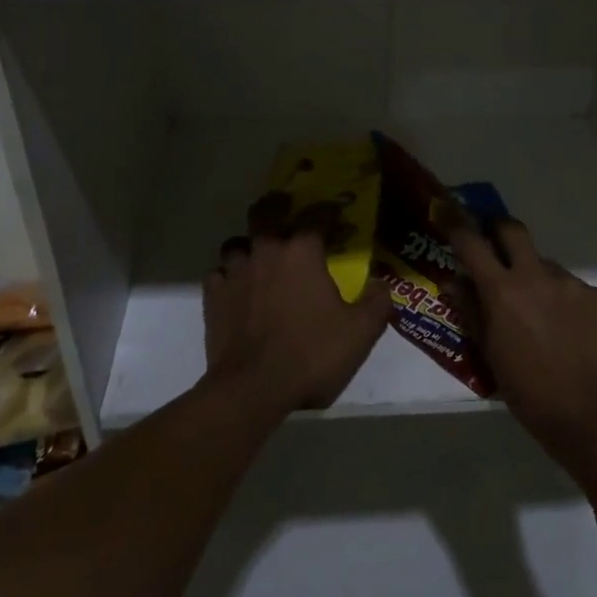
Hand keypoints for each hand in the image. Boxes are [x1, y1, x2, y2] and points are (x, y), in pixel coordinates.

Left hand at [202, 227, 391, 414]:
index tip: (335, 213)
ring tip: (258, 256)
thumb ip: (377, 302)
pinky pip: (218, 274)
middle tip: (286, 209)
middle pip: (265, 213)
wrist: (252, 390)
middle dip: (277, 206)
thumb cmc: (311, 354)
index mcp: (302, 253)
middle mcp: (266, 252)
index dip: (327, 210)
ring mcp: (235, 273)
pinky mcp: (213, 297)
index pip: (316, 215)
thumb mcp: (360, 333)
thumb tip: (383, 283)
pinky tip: (237, 289)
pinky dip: (228, 276)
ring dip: (249, 245)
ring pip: (237, 243)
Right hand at [447, 218, 596, 455]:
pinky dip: (562, 300)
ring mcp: (571, 284)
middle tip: (494, 243)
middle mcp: (536, 276)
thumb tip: (453, 282)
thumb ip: (471, 311)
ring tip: (539, 314)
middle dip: (498, 229)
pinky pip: (572, 288)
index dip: (455, 222)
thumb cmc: (528, 391)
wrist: (591, 414)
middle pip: (513, 230)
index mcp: (502, 291)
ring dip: (535, 278)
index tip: (446, 209)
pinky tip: (567, 331)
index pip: (471, 243)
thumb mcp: (489, 353)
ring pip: (545, 266)